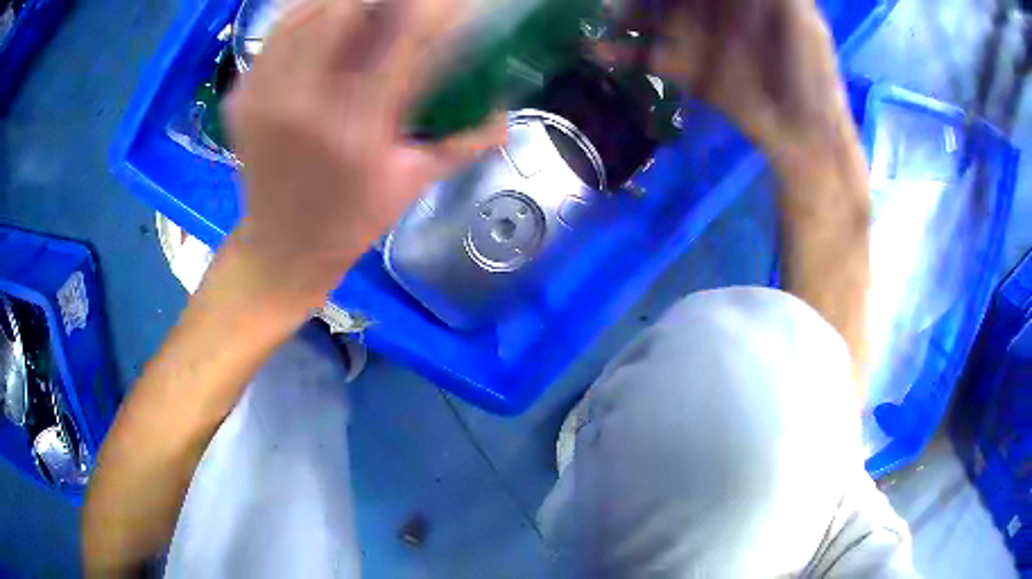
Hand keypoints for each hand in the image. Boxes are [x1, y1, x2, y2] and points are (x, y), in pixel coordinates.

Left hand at [225, 0, 505, 308]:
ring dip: (344, 3)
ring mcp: (262, 98)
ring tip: (365, 10)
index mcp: (355, 131)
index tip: (447, 5)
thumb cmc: (350, 222)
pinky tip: (327, 18)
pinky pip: (276, 34)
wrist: (281, 249)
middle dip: (380, 1)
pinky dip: (306, 14)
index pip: (401, 36)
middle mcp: (302, 106)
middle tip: (400, 6)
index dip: (430, 9)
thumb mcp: (412, 184)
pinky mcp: (240, 98)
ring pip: (307, 13)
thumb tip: (506, 114)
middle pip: (343, 10)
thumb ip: (464, 142)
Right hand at [614, 0, 849, 155]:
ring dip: (621, 14)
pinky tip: (594, 50)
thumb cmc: (809, 70)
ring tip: (603, 14)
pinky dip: (619, 53)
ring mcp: (694, 38)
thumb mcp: (797, 14)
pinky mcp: (685, 70)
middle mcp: (708, 8)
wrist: (803, 134)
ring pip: (647, 16)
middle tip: (617, 1)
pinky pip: (645, 54)